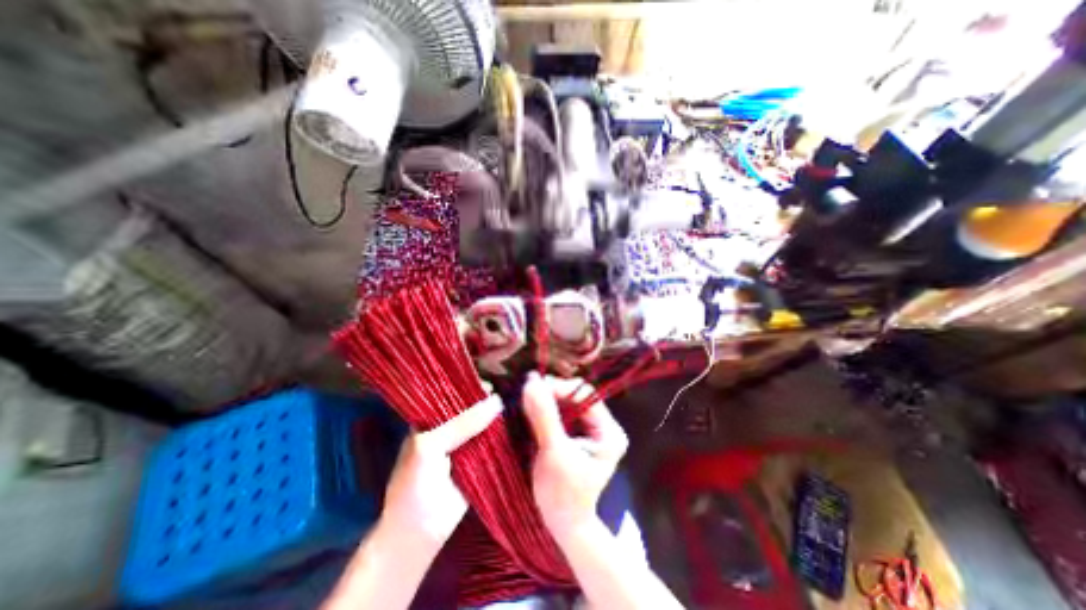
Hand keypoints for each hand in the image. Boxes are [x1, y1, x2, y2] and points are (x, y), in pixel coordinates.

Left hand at [378, 395, 503, 546]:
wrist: (419, 535)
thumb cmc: (414, 485)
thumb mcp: (430, 446)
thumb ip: (462, 423)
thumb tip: (497, 401)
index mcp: (432, 420)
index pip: (453, 394)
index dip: (470, 385)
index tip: (491, 380)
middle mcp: (450, 428)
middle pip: (472, 407)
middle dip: (488, 399)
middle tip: (509, 390)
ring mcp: (467, 444)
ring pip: (484, 423)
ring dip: (498, 415)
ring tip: (518, 401)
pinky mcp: (481, 460)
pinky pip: (494, 441)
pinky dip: (504, 433)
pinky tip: (518, 421)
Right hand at [523, 374, 632, 539]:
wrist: (563, 525)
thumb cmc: (562, 495)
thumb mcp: (553, 454)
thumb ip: (544, 418)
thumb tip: (531, 383)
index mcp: (609, 431)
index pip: (585, 396)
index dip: (560, 388)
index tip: (534, 387)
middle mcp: (604, 425)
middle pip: (577, 397)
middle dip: (552, 392)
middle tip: (527, 390)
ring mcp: (591, 429)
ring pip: (568, 402)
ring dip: (547, 398)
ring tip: (527, 397)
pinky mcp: (577, 434)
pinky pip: (562, 412)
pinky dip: (546, 408)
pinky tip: (532, 408)